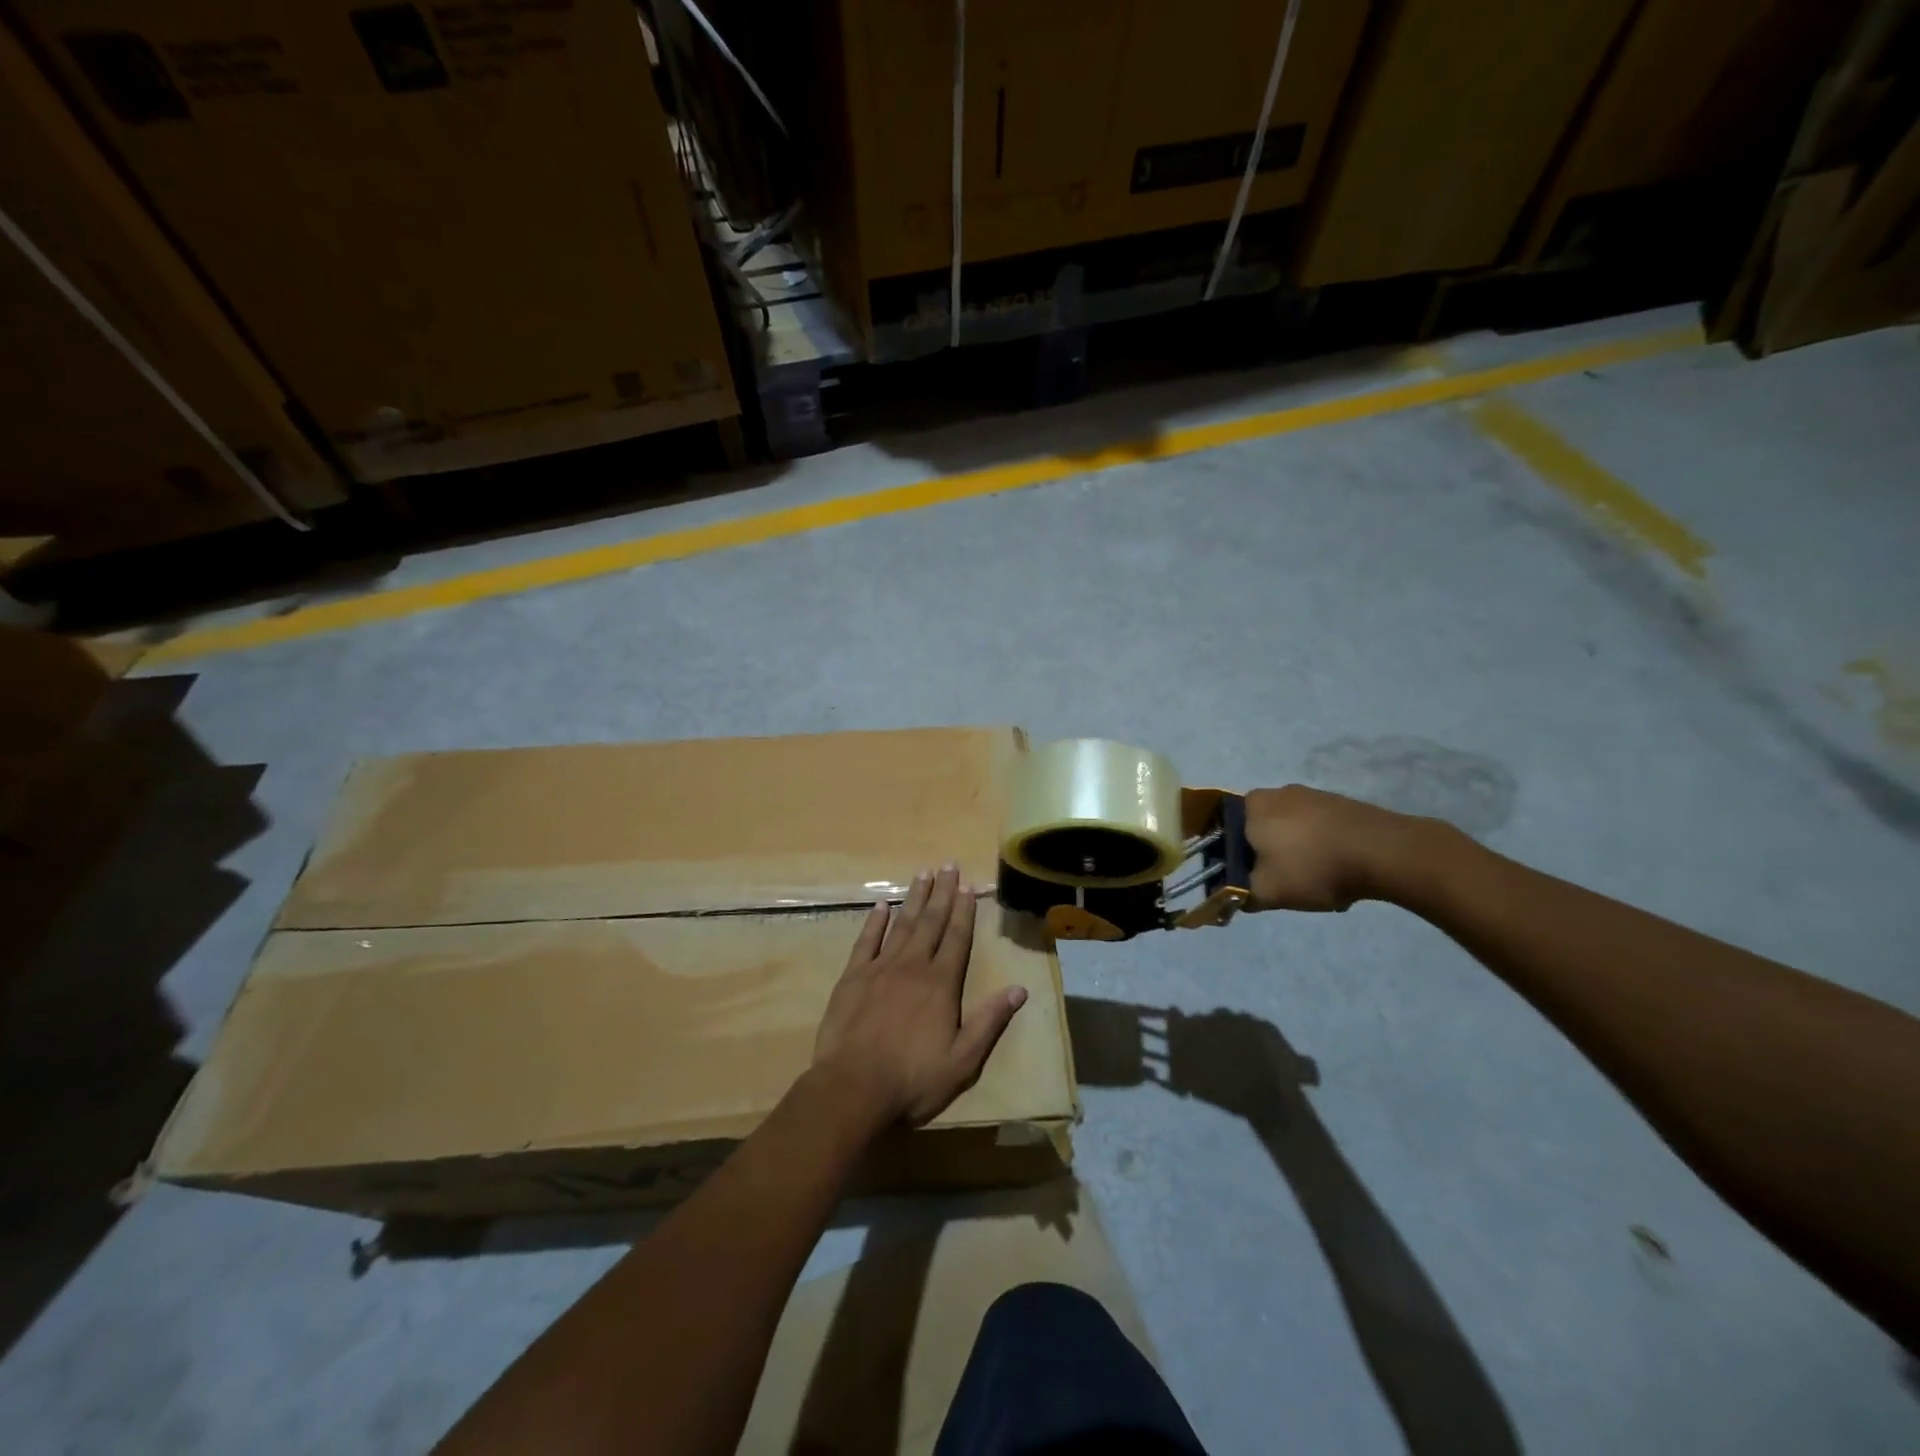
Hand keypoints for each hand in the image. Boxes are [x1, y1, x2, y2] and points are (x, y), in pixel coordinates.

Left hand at [812, 864, 1027, 1127]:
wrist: (853, 1089)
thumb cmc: (913, 1080)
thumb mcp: (962, 1061)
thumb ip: (989, 1022)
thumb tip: (1020, 989)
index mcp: (941, 984)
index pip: (957, 938)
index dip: (965, 911)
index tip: (969, 885)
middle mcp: (913, 966)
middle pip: (931, 922)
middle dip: (942, 893)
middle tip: (948, 865)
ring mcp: (880, 968)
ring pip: (901, 924)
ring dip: (914, 898)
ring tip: (923, 874)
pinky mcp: (852, 977)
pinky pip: (866, 941)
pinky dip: (875, 921)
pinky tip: (882, 904)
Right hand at [1243, 785, 1429, 911]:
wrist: (1385, 852)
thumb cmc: (1313, 867)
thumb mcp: (1267, 892)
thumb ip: (1239, 895)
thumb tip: (1229, 897)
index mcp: (1251, 805)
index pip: (1225, 830)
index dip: (1234, 858)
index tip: (1249, 879)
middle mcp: (1276, 792)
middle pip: (1259, 830)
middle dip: (1267, 857)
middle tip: (1282, 883)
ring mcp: (1311, 794)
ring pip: (1290, 831)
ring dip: (1295, 854)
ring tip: (1314, 881)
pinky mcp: (1340, 803)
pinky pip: (1317, 829)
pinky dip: (1321, 848)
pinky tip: (1336, 870)